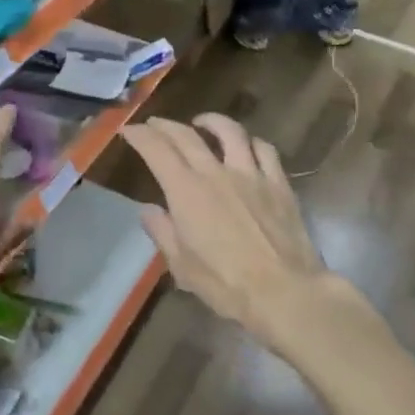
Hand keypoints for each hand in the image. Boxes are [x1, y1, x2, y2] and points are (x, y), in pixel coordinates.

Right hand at [119, 114, 328, 349]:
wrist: (285, 292)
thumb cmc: (226, 284)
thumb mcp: (181, 266)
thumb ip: (162, 232)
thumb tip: (148, 211)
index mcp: (186, 190)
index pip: (156, 149)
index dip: (140, 135)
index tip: (130, 131)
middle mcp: (215, 172)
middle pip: (186, 135)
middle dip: (165, 125)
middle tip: (155, 124)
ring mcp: (251, 174)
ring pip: (230, 131)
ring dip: (211, 122)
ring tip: (202, 123)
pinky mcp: (279, 183)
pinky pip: (264, 150)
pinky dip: (250, 142)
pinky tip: (247, 146)